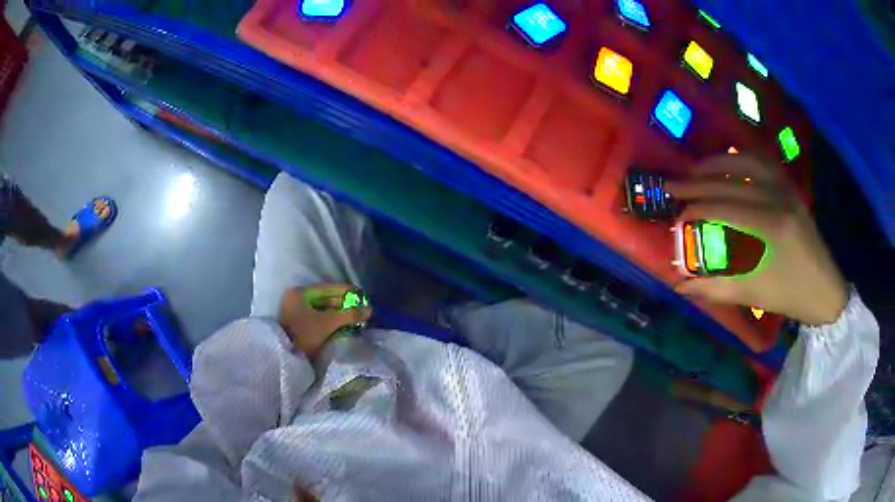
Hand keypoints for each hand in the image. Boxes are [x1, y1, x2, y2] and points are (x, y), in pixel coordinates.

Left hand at [279, 283, 371, 359]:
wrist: (283, 356)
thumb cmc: (303, 335)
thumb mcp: (327, 324)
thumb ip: (348, 315)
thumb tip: (370, 310)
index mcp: (301, 292)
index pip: (331, 288)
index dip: (349, 293)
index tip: (365, 300)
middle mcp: (297, 297)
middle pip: (327, 298)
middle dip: (346, 305)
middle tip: (363, 312)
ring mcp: (296, 310)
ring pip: (324, 308)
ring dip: (340, 314)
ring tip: (356, 320)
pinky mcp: (298, 323)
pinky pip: (319, 317)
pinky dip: (331, 321)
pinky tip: (343, 326)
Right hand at [667, 155, 847, 325]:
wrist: (826, 289)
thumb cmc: (791, 295)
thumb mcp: (754, 294)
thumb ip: (715, 287)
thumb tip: (679, 286)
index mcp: (770, 226)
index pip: (724, 207)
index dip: (696, 210)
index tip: (676, 218)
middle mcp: (777, 197)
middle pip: (730, 180)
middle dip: (697, 182)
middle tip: (672, 185)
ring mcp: (785, 188)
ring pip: (746, 161)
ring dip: (717, 163)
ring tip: (695, 170)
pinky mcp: (790, 187)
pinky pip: (763, 161)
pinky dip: (741, 158)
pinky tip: (729, 163)